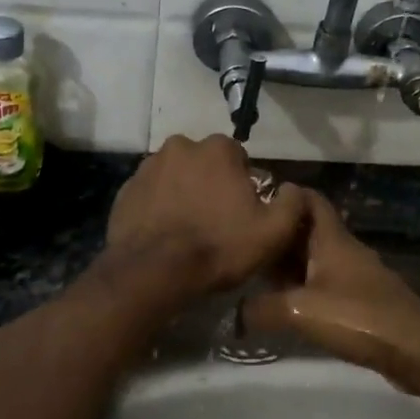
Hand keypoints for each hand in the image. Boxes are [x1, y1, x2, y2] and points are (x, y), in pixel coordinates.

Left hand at [104, 135, 309, 296]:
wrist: (153, 272)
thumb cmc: (218, 247)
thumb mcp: (272, 232)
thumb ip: (292, 204)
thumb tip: (294, 189)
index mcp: (217, 149)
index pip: (238, 158)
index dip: (243, 184)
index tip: (242, 212)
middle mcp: (180, 146)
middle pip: (205, 163)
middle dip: (211, 184)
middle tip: (216, 221)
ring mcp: (148, 167)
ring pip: (176, 176)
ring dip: (184, 193)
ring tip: (188, 229)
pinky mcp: (125, 189)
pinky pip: (151, 194)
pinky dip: (159, 207)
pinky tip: (164, 234)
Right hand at [243, 189, 419, 392]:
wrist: (417, 350)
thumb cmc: (358, 316)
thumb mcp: (300, 311)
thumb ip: (262, 308)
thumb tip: (236, 311)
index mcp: (332, 239)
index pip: (309, 199)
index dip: (285, 195)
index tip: (255, 201)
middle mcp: (346, 250)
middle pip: (309, 231)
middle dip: (280, 234)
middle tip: (247, 244)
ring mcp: (358, 275)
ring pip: (318, 259)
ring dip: (292, 264)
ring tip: (259, 276)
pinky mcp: (366, 301)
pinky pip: (329, 284)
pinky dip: (307, 287)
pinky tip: (290, 306)